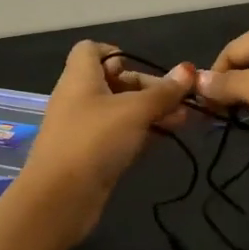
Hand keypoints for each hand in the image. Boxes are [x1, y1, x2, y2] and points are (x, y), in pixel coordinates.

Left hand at [18, 40, 193, 231]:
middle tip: (181, 100)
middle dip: (149, 88)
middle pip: (115, 81)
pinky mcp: (92, 155)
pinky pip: (120, 135)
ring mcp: (84, 128)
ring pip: (121, 111)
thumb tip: (189, 69)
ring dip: (151, 112)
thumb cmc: (94, 141)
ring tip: (185, 120)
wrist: (60, 199)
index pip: (91, 50)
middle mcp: (79, 98)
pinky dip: (141, 133)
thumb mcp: (134, 111)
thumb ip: (163, 92)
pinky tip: (167, 138)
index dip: (118, 52)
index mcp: (80, 78)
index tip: (144, 66)